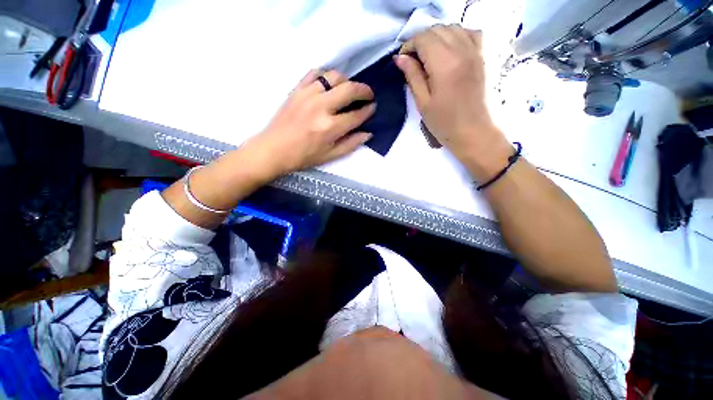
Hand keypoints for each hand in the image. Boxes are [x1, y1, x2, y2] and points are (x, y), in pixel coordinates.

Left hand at [244, 69, 374, 177]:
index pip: (356, 115)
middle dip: (364, 90)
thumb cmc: (303, 157)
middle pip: (349, 89)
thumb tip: (368, 133)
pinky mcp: (297, 89)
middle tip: (369, 95)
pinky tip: (329, 84)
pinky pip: (315, 73)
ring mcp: (308, 94)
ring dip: (347, 81)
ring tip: (349, 90)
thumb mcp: (330, 156)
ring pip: (334, 76)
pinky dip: (326, 75)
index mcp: (330, 127)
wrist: (273, 149)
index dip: (368, 110)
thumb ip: (351, 144)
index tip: (373, 107)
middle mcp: (321, 106)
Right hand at [395, 25, 511, 181]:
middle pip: (437, 29)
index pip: (423, 38)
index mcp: (444, 64)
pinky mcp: (484, 56)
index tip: (403, 60)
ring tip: (430, 55)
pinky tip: (451, 49)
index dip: (409, 46)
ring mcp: (476, 51)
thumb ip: (412, 76)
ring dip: (437, 36)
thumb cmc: (444, 123)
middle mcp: (462, 50)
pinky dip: (457, 35)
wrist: (473, 132)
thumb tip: (400, 58)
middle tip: (414, 59)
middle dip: (421, 40)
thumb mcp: (423, 103)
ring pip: (453, 28)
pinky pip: (470, 33)